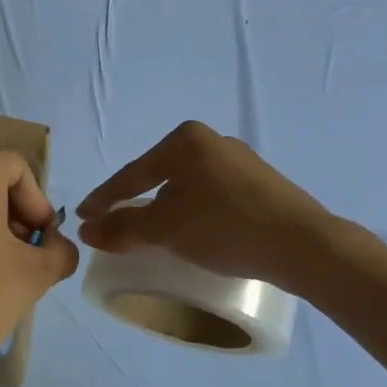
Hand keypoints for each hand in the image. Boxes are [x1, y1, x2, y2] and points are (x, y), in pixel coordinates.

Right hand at [77, 122, 333, 286]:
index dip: (104, 198)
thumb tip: (86, 229)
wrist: (304, 245)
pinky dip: (193, 213)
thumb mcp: (166, 229)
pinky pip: (211, 197)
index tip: (82, 216)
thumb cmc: (226, 227)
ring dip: (165, 210)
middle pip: (159, 176)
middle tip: (114, 226)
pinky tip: (193, 232)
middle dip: (135, 202)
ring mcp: (241, 162)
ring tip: (152, 234)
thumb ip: (123, 227)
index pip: (133, 173)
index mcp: (186, 140)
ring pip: (187, 188)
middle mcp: (213, 142)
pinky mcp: (260, 185)